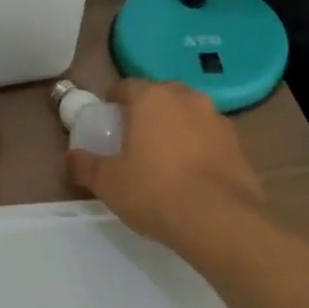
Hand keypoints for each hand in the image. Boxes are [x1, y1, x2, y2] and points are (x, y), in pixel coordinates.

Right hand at [66, 79, 264, 250]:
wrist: (221, 221)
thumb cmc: (155, 192)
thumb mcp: (108, 183)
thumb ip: (84, 165)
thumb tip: (69, 158)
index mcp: (152, 98)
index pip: (126, 86)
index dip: (113, 101)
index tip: (107, 122)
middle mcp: (187, 98)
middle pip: (160, 96)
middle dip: (146, 111)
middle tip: (133, 138)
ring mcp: (217, 119)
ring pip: (188, 114)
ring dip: (175, 127)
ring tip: (164, 158)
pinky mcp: (239, 144)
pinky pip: (209, 136)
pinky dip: (198, 146)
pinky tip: (190, 174)